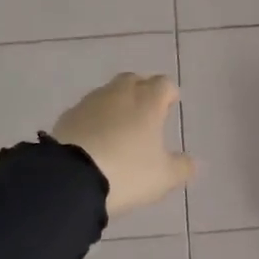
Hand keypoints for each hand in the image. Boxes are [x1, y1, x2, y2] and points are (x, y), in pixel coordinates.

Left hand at [50, 73, 194, 216]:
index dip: (168, 93)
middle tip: (146, 112)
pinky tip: (94, 139)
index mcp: (148, 102)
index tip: (170, 106)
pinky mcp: (66, 117)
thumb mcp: (164, 177)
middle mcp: (119, 94)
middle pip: (133, 80)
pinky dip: (94, 119)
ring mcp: (90, 103)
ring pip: (108, 93)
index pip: (163, 84)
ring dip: (116, 104)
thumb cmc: (127, 172)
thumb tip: (192, 162)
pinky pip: (87, 111)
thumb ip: (182, 167)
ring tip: (119, 127)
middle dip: (142, 91)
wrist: (71, 178)